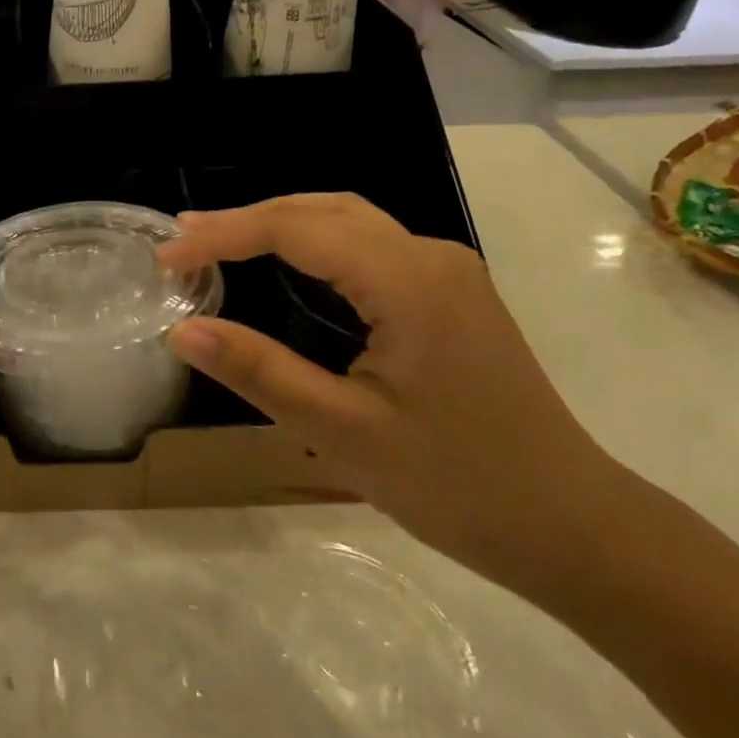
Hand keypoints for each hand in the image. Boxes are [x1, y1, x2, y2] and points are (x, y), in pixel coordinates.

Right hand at [160, 194, 631, 589]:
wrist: (572, 526)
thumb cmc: (456, 482)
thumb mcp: (341, 431)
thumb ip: (258, 371)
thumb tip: (180, 330)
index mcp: (408, 280)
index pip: (295, 230)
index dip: (223, 237)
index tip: (166, 259)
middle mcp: (430, 257)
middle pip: (321, 211)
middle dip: (247, 220)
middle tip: (183, 242)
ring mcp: (446, 272)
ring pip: (347, 221)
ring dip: (279, 225)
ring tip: (219, 244)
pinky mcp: (450, 295)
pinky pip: (368, 245)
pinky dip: (312, 244)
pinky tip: (285, 267)